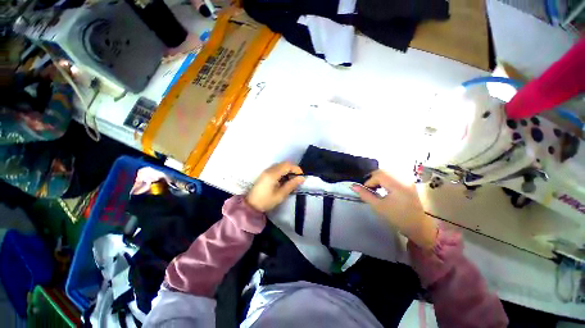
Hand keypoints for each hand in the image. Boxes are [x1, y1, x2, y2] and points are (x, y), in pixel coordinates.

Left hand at [246, 162, 304, 211]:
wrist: (251, 205)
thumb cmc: (266, 201)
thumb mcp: (281, 195)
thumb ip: (292, 185)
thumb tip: (302, 178)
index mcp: (273, 174)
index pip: (287, 166)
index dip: (296, 169)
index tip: (301, 176)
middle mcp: (269, 170)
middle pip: (284, 164)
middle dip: (292, 169)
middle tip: (297, 178)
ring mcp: (266, 171)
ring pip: (280, 165)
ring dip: (287, 170)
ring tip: (291, 179)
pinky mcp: (265, 174)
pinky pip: (276, 168)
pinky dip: (282, 171)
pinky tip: (284, 179)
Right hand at [351, 170, 437, 248]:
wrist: (418, 226)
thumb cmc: (397, 217)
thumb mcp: (378, 206)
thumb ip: (365, 194)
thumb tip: (353, 186)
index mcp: (397, 185)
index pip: (378, 175)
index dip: (369, 182)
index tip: (366, 191)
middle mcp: (404, 179)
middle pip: (383, 171)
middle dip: (373, 178)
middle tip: (369, 189)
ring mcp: (408, 180)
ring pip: (388, 172)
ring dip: (379, 178)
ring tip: (376, 188)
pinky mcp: (409, 182)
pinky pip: (394, 175)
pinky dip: (386, 179)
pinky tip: (384, 188)